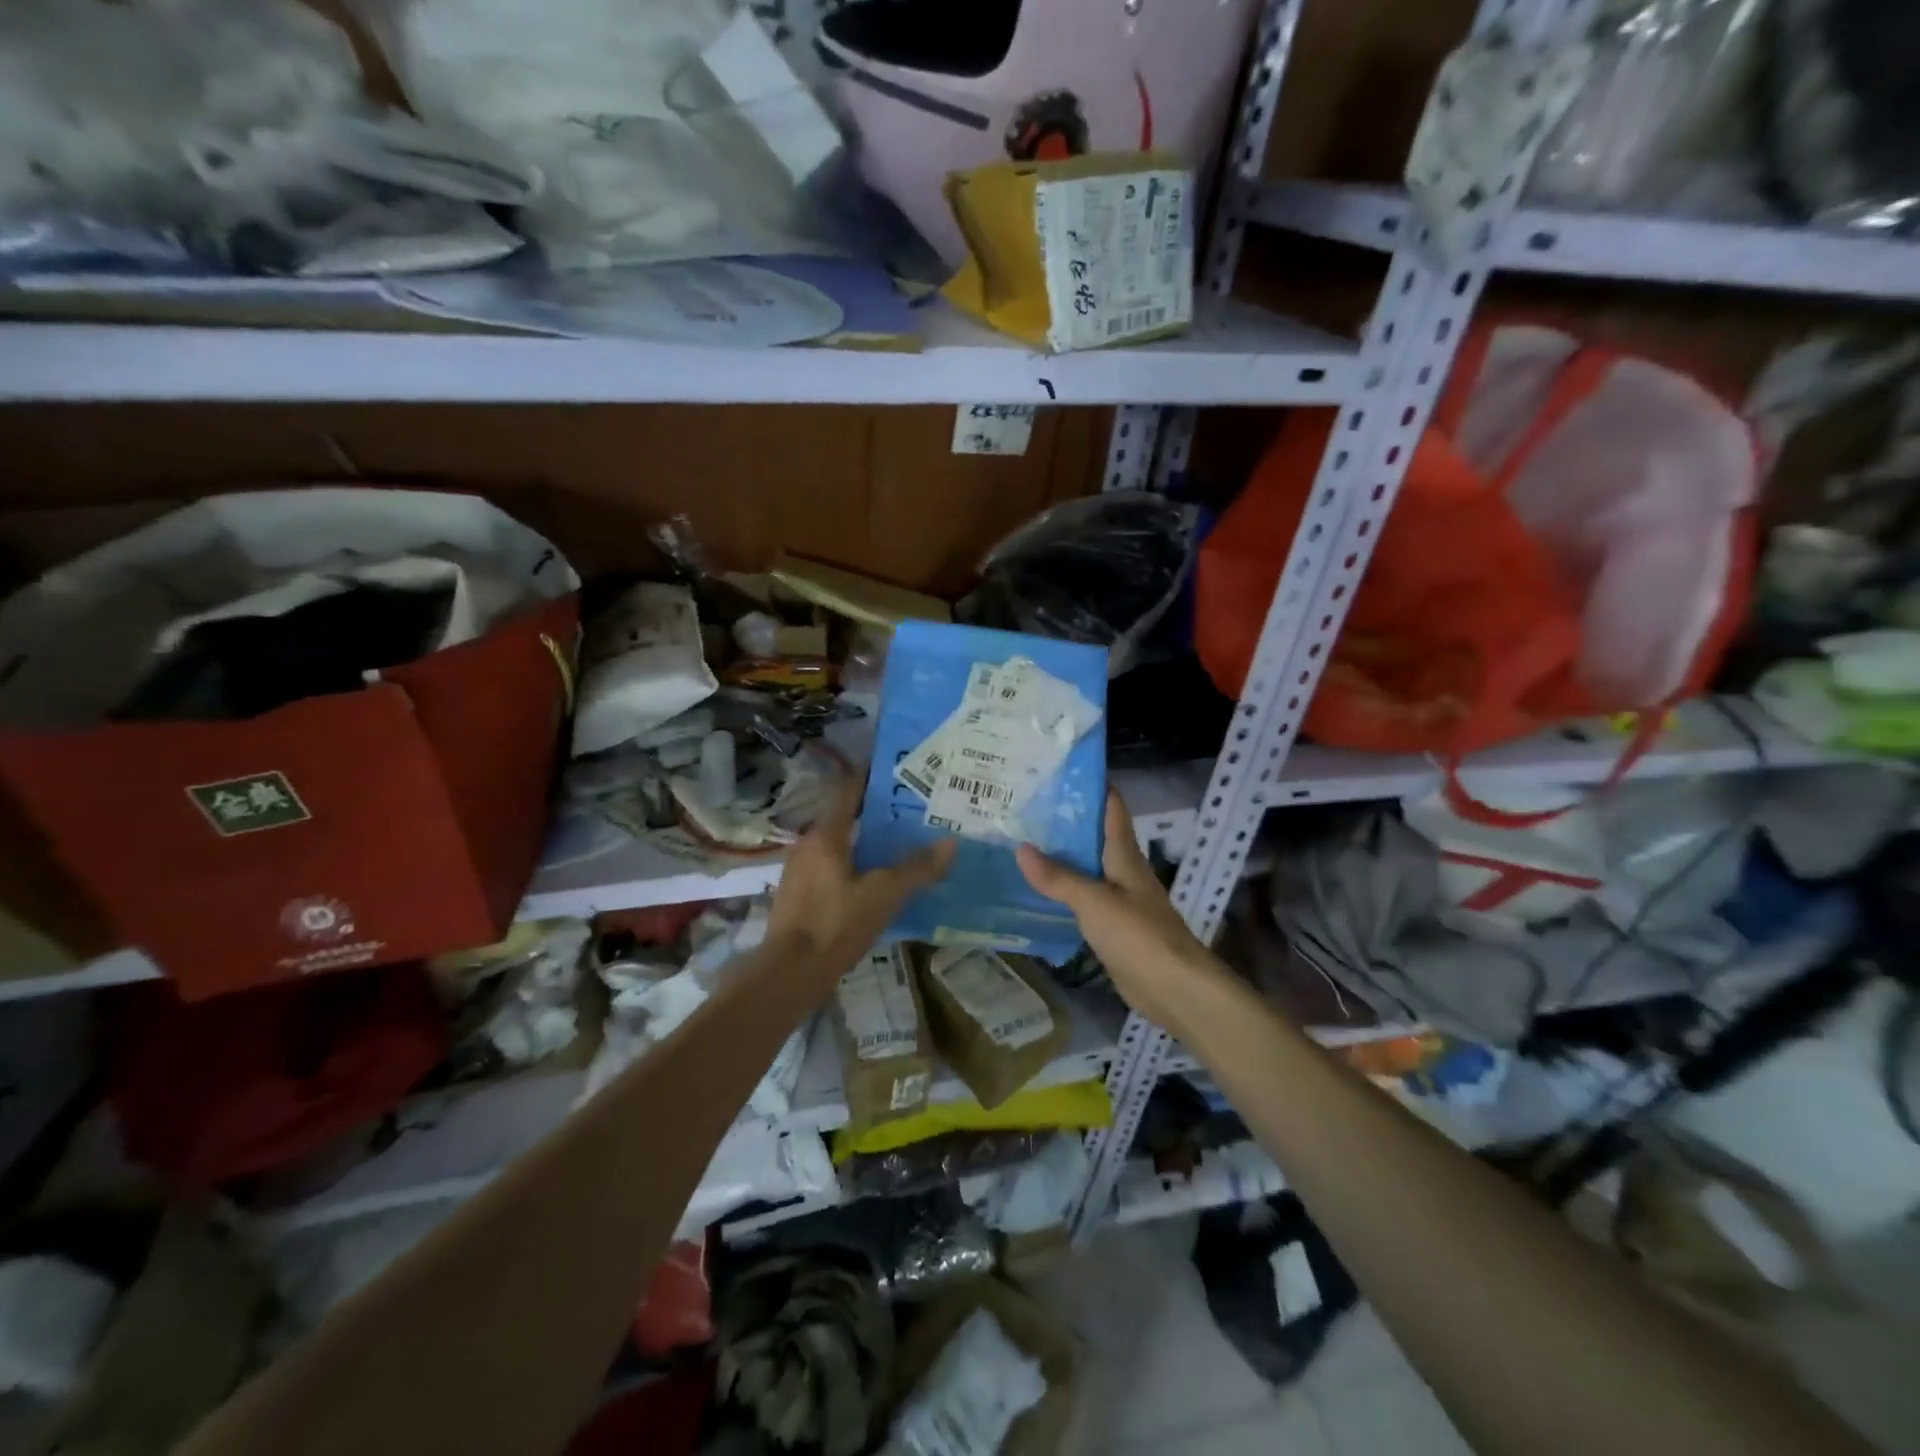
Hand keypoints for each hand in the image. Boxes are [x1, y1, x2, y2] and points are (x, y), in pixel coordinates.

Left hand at [768, 779, 955, 985]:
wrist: (788, 974)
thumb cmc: (835, 924)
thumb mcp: (884, 895)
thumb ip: (917, 869)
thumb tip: (950, 843)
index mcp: (825, 835)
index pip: (848, 790)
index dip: (870, 776)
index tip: (898, 770)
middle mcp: (808, 845)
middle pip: (844, 817)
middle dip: (875, 812)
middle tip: (911, 811)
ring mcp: (800, 872)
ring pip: (838, 844)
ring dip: (865, 840)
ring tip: (899, 844)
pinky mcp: (799, 896)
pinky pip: (831, 868)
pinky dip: (854, 865)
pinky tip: (875, 881)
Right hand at [1016, 789, 1226, 1031]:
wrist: (1174, 988)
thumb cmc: (1139, 935)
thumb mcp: (1094, 901)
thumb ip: (1058, 877)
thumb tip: (1021, 848)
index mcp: (1124, 855)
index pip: (1111, 808)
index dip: (1092, 786)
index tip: (1059, 770)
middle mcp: (1122, 871)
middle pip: (1094, 837)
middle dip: (1065, 821)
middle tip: (1023, 807)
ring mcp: (1118, 900)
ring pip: (1086, 869)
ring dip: (1060, 857)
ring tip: (1021, 842)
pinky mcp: (1112, 927)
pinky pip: (1082, 900)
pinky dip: (1062, 892)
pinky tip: (1036, 891)